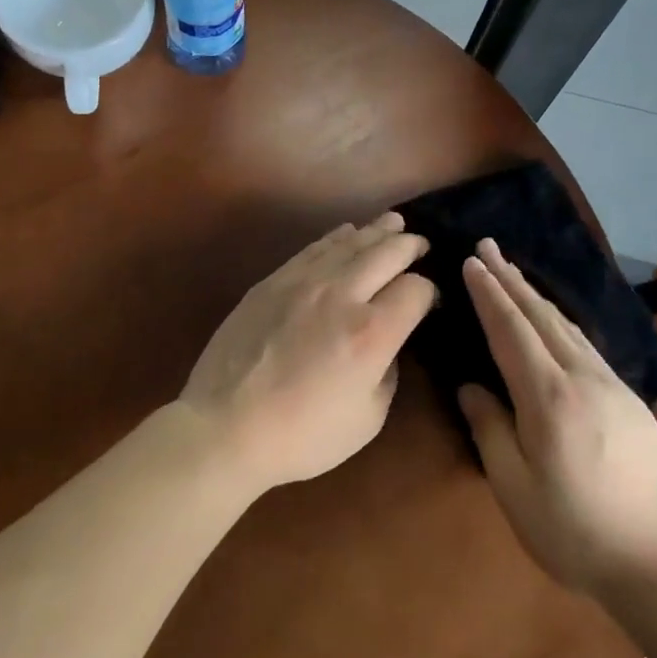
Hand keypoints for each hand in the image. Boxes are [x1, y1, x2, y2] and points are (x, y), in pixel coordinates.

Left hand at [179, 213, 435, 493]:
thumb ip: (388, 372)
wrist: (226, 426)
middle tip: (421, 244)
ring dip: (377, 231)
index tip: (429, 300)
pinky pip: (314, 247)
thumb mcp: (368, 418)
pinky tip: (347, 233)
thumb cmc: (303, 435)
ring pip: (350, 242)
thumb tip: (389, 342)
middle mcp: (342, 294)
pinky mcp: (274, 280)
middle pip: (387, 252)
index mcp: (372, 332)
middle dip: (410, 245)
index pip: (416, 290)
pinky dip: (338, 237)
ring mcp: (304, 281)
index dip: (430, 291)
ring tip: (393, 223)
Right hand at [457, 239, 656, 606]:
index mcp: (548, 398)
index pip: (510, 330)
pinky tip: (555, 319)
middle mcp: (582, 378)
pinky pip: (586, 343)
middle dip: (510, 278)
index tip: (471, 262)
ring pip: (566, 325)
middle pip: (540, 315)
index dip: (488, 294)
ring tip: (513, 272)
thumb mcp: (516, 491)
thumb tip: (472, 387)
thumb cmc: (578, 534)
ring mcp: (612, 386)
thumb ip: (490, 431)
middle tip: (488, 245)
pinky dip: (560, 319)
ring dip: (535, 294)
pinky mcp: (631, 400)